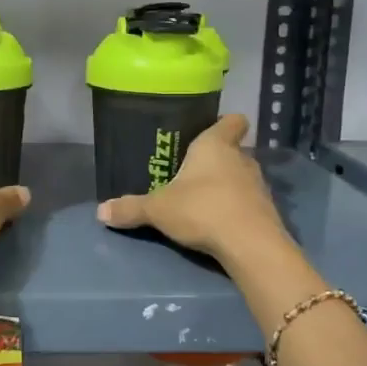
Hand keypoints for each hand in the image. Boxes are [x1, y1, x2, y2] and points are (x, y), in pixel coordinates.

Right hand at [96, 114, 289, 261]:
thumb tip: (100, 211)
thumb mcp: (158, 210)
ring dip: (227, 185)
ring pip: (241, 176)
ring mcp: (258, 185)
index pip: (231, 121)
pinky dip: (236, 208)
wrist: (249, 244)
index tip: (210, 130)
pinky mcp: (267, 211)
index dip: (223, 123)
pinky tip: (219, 222)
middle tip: (192, 173)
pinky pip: (248, 202)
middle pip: (233, 150)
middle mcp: (242, 158)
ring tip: (203, 200)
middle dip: (217, 160)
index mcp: (215, 145)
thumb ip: (131, 208)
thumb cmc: (202, 209)